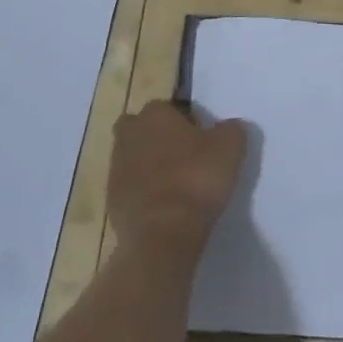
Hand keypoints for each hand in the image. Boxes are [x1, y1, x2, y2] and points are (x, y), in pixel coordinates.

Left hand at [107, 99, 245, 256]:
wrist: (162, 234)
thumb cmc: (196, 179)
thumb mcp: (230, 147)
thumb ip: (231, 129)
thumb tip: (228, 127)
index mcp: (155, 114)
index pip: (169, 107)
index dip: (186, 122)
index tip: (202, 140)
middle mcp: (129, 134)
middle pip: (143, 129)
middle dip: (159, 138)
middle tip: (184, 157)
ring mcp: (116, 168)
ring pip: (135, 157)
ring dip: (150, 166)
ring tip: (177, 185)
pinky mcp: (111, 199)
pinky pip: (131, 187)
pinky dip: (144, 192)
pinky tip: (165, 206)